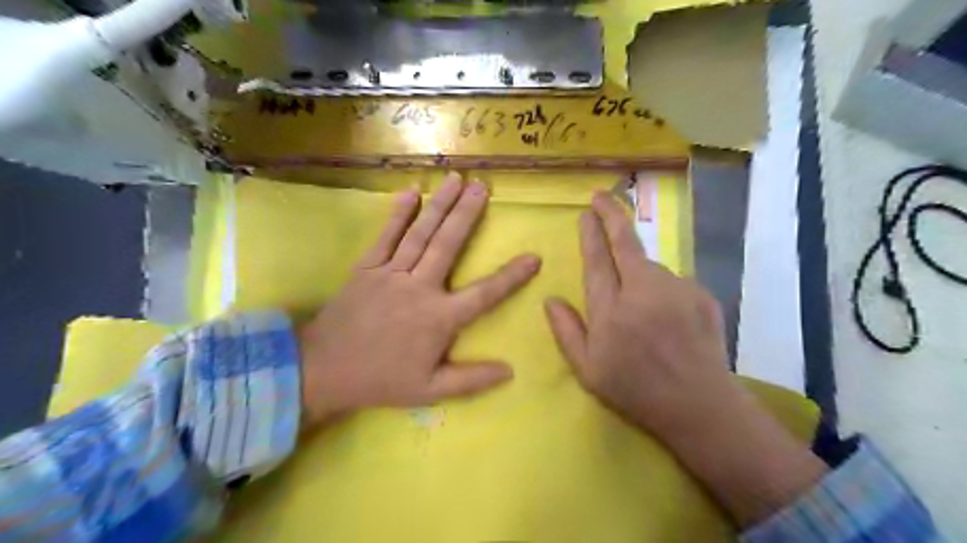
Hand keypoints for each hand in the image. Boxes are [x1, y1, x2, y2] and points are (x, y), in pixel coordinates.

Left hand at [301, 174, 542, 427]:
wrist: (323, 370)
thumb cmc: (381, 380)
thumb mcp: (430, 390)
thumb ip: (471, 380)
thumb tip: (510, 370)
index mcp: (438, 318)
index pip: (484, 294)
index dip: (511, 277)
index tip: (533, 257)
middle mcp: (419, 288)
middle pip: (448, 245)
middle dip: (468, 214)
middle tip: (484, 187)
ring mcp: (391, 274)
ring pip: (421, 234)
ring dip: (440, 205)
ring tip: (457, 179)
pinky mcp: (366, 268)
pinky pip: (386, 236)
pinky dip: (399, 214)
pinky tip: (411, 192)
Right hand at [544, 192, 733, 439]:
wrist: (699, 405)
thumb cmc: (635, 390)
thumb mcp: (588, 370)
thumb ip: (566, 331)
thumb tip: (550, 299)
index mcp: (611, 310)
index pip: (597, 260)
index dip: (591, 232)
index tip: (587, 211)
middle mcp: (643, 291)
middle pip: (626, 243)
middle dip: (612, 216)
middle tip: (602, 196)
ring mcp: (677, 289)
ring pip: (650, 265)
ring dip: (639, 272)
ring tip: (642, 310)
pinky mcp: (701, 294)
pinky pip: (673, 282)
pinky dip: (662, 290)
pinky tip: (665, 317)